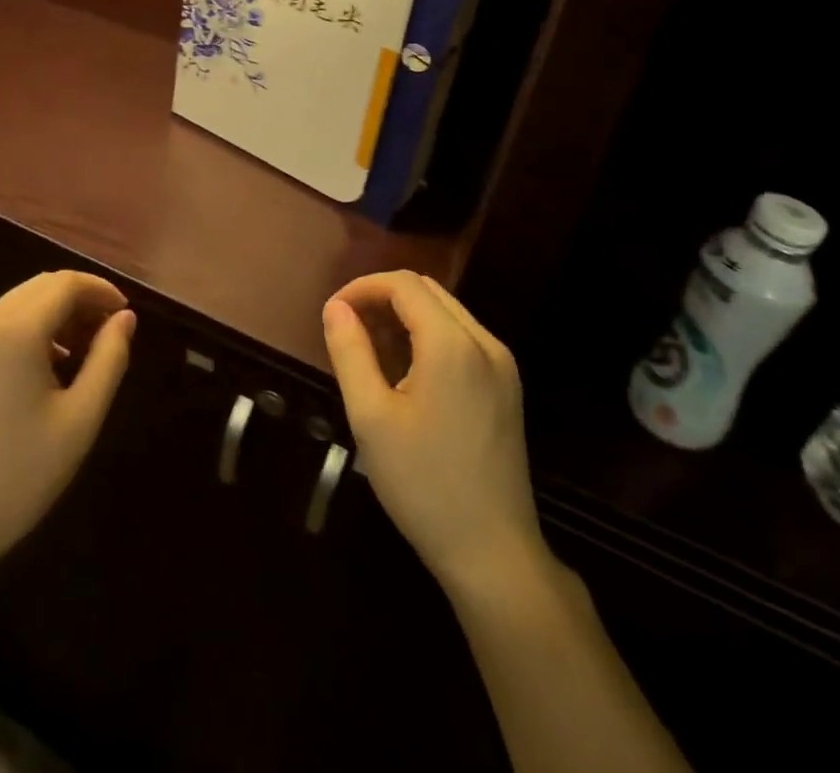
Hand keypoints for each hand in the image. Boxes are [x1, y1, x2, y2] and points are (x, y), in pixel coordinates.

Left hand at [0, 271, 134, 578]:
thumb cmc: (18, 476)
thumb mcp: (80, 420)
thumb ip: (109, 359)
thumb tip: (124, 318)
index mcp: (14, 331)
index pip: (65, 284)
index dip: (100, 290)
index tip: (124, 313)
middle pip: (39, 288)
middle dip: (78, 300)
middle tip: (106, 333)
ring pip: (15, 305)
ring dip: (51, 315)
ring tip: (78, 354)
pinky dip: (24, 331)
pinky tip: (38, 370)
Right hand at [323, 271, 546, 596]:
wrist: (494, 554)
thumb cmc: (424, 485)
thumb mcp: (371, 417)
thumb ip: (350, 352)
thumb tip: (335, 308)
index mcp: (453, 345)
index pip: (403, 284)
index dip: (362, 287)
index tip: (332, 314)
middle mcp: (485, 342)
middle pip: (427, 291)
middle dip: (382, 298)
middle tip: (348, 329)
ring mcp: (502, 365)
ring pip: (446, 312)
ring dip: (405, 315)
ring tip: (370, 348)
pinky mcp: (506, 387)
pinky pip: (462, 338)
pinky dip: (428, 336)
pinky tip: (405, 371)